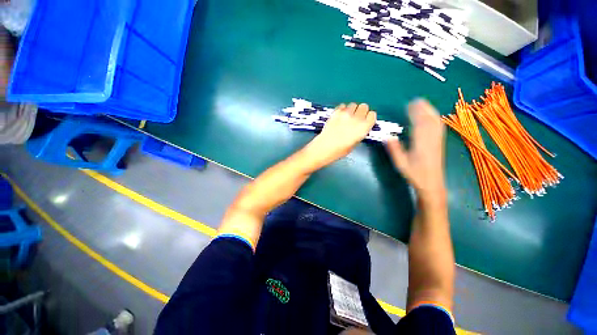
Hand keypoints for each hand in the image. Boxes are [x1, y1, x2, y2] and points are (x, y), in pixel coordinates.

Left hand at [305, 103, 375, 168]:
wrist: (324, 147)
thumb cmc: (339, 150)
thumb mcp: (354, 144)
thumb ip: (360, 132)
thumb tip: (360, 126)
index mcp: (364, 128)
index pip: (372, 115)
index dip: (368, 118)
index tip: (365, 121)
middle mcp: (356, 118)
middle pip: (364, 106)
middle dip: (361, 112)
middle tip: (356, 119)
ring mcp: (345, 114)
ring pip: (353, 104)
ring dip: (352, 110)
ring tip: (346, 118)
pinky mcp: (336, 112)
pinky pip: (343, 105)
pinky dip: (343, 109)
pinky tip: (339, 117)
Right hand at [385, 99, 445, 200]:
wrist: (432, 183)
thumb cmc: (414, 174)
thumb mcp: (401, 163)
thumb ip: (394, 150)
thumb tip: (387, 137)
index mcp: (421, 144)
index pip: (419, 124)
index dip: (415, 113)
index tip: (409, 104)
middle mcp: (431, 139)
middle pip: (429, 120)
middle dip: (423, 108)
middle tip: (416, 100)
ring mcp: (437, 140)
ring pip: (436, 122)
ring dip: (430, 111)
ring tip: (423, 104)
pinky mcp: (440, 142)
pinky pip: (439, 127)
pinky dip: (435, 118)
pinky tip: (432, 116)